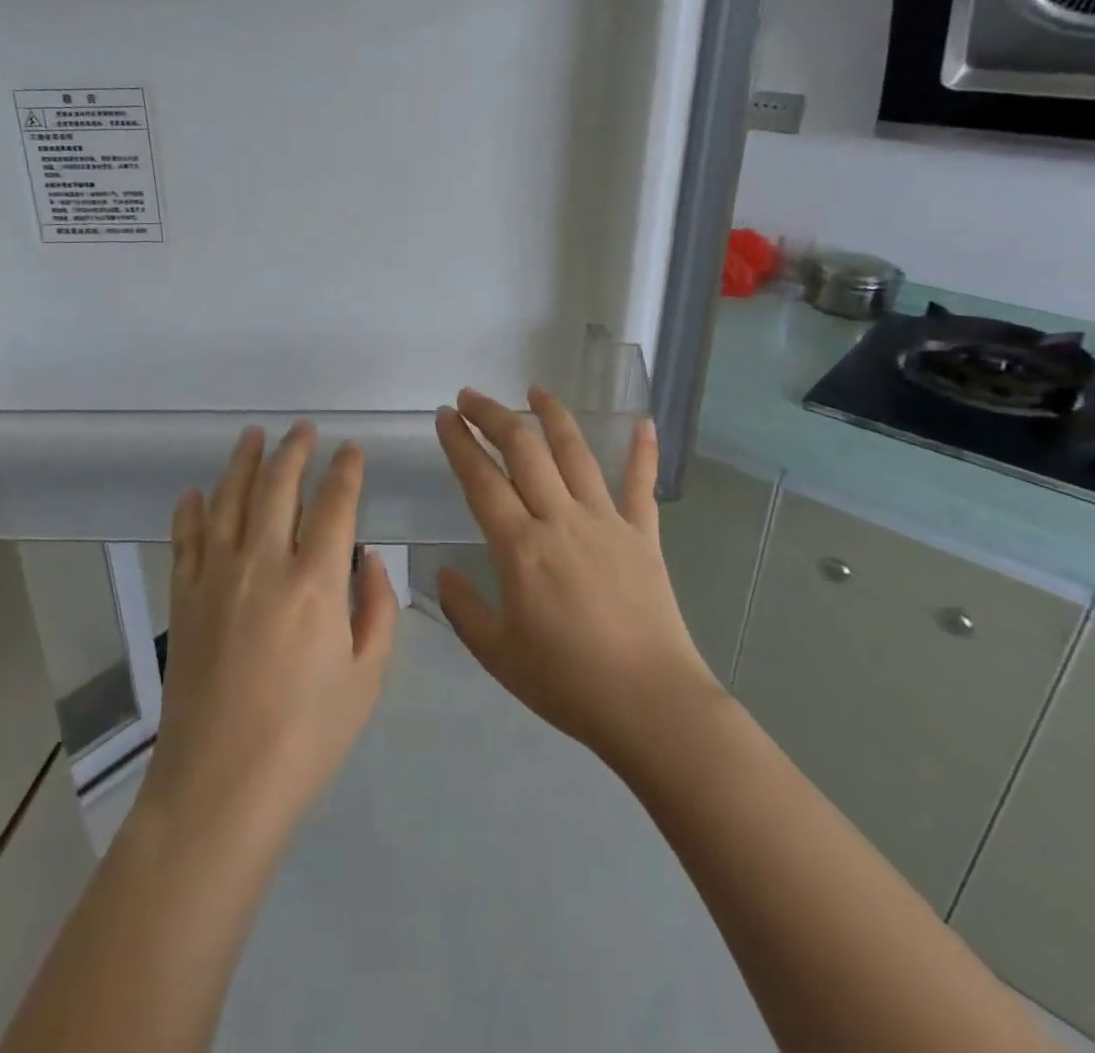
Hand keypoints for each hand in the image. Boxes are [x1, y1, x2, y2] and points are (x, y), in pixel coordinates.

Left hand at [138, 423, 398, 848]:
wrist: (219, 788)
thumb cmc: (305, 737)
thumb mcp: (366, 678)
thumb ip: (377, 608)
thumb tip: (368, 558)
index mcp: (316, 582)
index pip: (335, 504)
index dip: (346, 471)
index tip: (351, 449)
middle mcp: (264, 563)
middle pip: (278, 486)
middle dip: (295, 450)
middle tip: (304, 429)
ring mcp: (216, 576)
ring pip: (229, 499)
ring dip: (243, 461)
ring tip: (253, 435)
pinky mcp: (183, 597)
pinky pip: (185, 538)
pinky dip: (191, 509)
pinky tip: (196, 492)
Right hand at [433, 387, 718, 764]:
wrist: (651, 705)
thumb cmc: (567, 683)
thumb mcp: (497, 654)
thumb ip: (463, 608)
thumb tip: (442, 573)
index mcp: (520, 547)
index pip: (482, 479)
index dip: (460, 443)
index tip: (445, 416)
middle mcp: (560, 520)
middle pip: (524, 451)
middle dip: (494, 416)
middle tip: (472, 396)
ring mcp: (606, 522)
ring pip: (575, 453)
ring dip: (552, 416)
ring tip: (535, 389)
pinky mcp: (642, 536)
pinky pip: (641, 485)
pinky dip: (642, 452)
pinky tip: (643, 422)